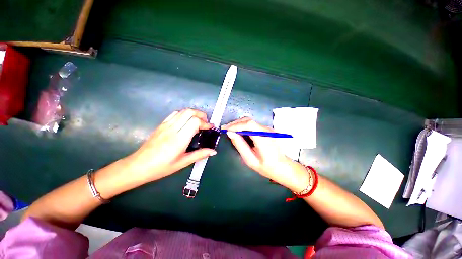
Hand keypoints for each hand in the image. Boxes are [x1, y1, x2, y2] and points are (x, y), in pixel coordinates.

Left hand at [127, 109, 216, 182]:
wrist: (138, 166)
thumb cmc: (162, 167)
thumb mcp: (183, 163)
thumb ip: (200, 154)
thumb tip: (213, 151)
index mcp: (179, 139)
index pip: (195, 122)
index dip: (205, 123)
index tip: (210, 128)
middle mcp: (173, 128)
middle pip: (189, 112)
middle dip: (201, 115)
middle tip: (206, 122)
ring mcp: (166, 125)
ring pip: (182, 111)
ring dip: (193, 113)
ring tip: (198, 121)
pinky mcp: (161, 125)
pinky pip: (175, 114)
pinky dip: (184, 114)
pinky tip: (186, 122)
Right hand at [222, 118, 308, 191]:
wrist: (284, 168)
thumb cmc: (267, 167)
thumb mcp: (251, 160)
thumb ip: (240, 146)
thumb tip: (230, 134)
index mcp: (264, 139)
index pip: (249, 125)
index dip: (236, 125)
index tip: (225, 129)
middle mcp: (267, 131)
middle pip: (249, 120)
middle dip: (235, 123)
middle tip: (225, 129)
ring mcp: (268, 129)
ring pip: (251, 121)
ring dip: (239, 124)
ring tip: (230, 130)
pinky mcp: (267, 130)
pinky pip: (253, 125)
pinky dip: (244, 126)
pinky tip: (239, 131)